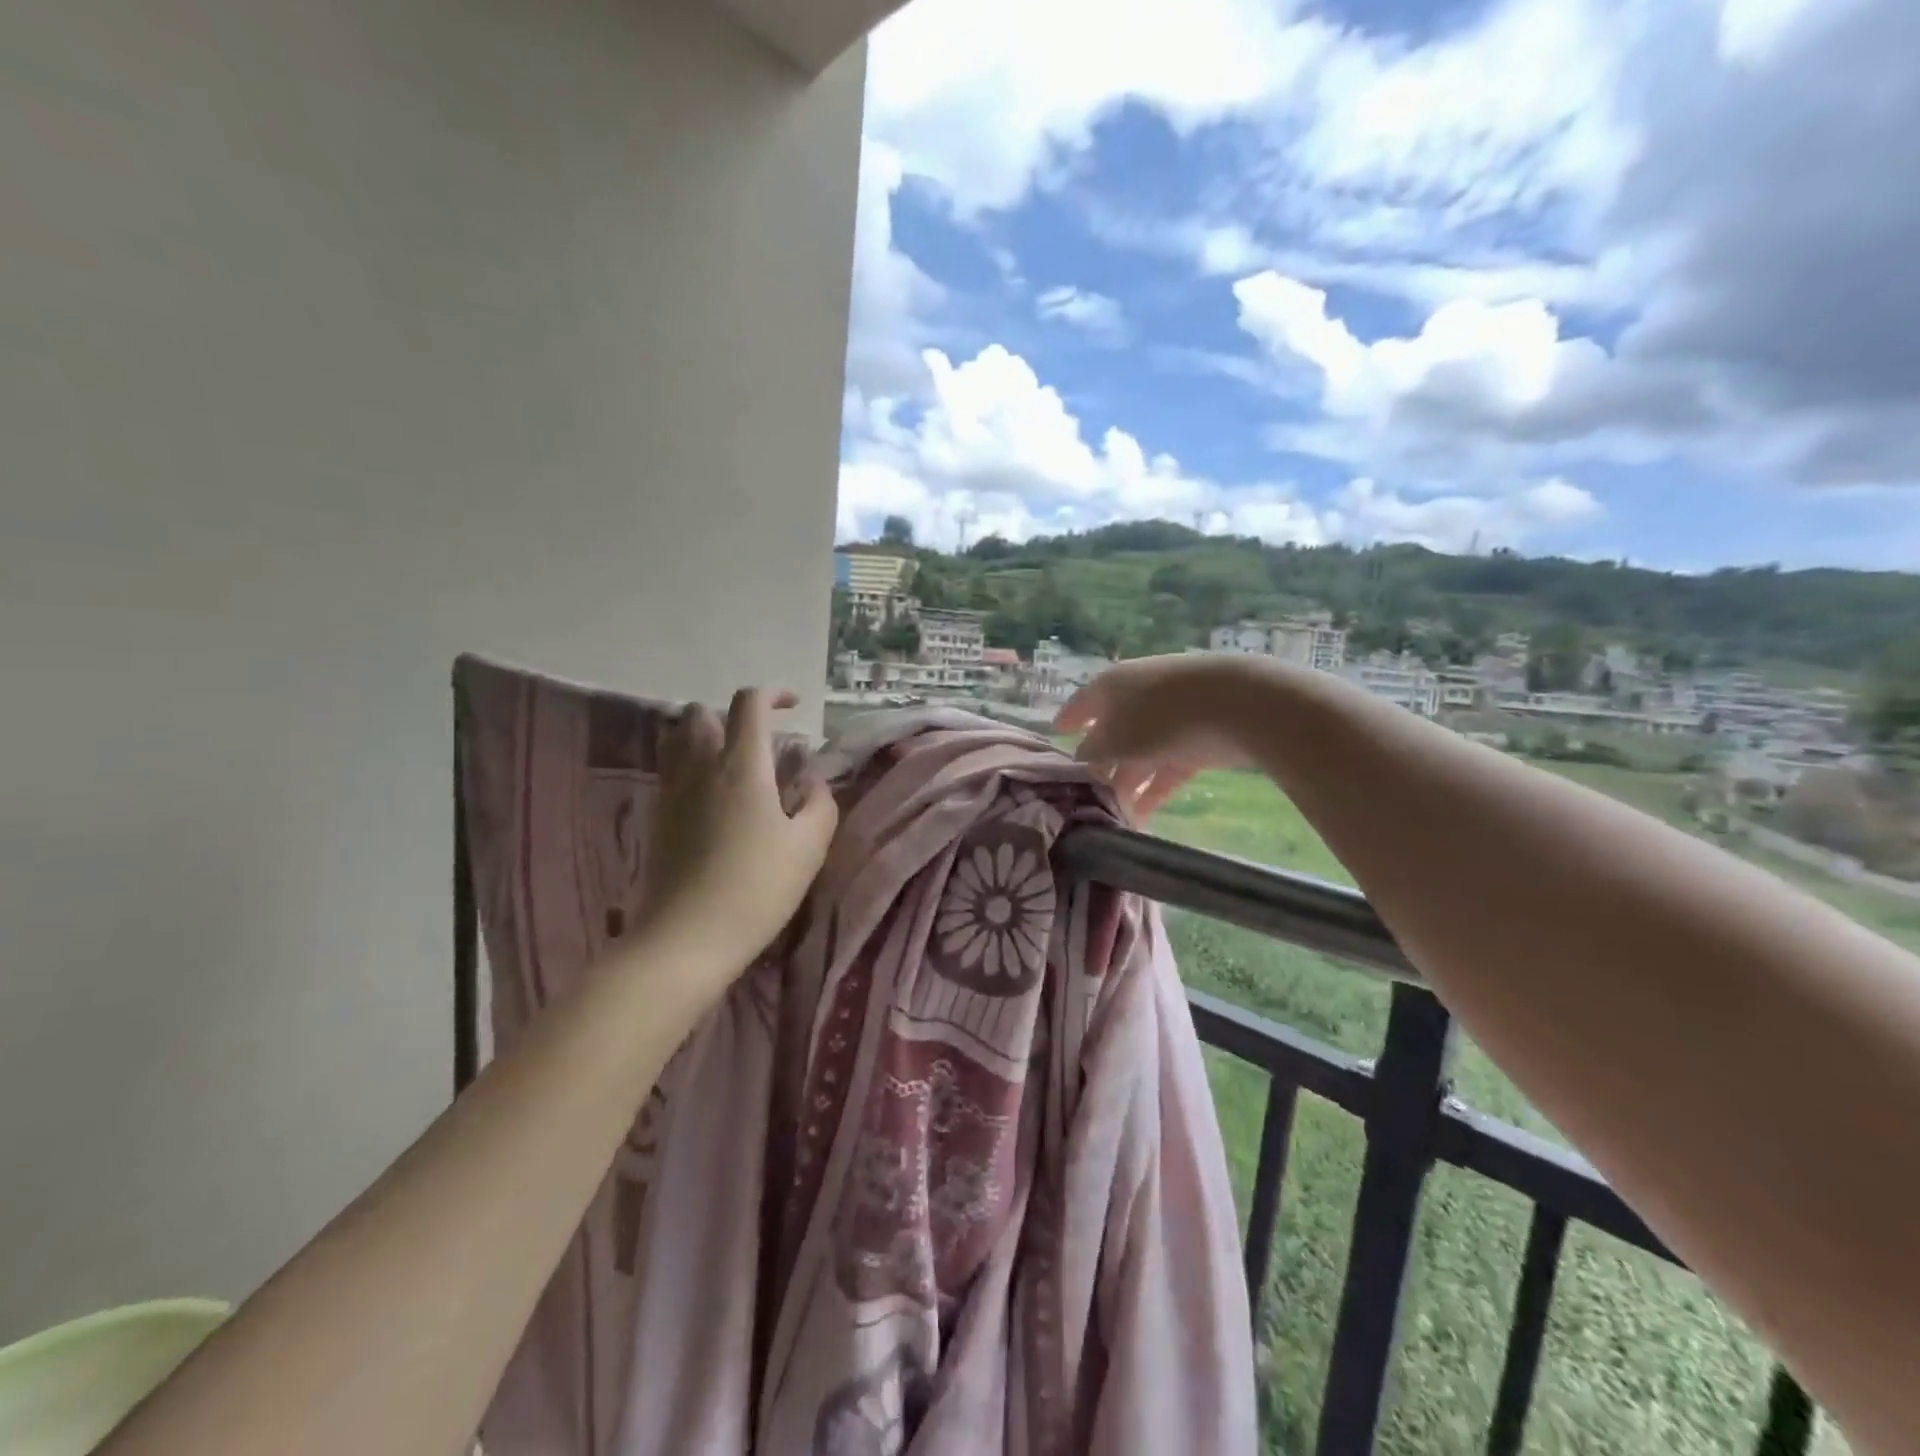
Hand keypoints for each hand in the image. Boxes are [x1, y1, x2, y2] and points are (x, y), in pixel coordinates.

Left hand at [643, 688, 837, 970]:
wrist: (688, 937)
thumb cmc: (757, 887)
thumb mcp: (809, 846)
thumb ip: (819, 804)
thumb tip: (813, 783)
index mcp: (741, 765)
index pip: (749, 703)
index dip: (773, 694)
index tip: (794, 706)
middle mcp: (700, 767)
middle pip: (701, 713)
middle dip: (731, 716)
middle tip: (761, 743)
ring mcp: (672, 792)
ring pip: (678, 740)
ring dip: (705, 738)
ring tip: (734, 766)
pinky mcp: (657, 818)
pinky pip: (671, 772)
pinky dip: (692, 769)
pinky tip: (715, 802)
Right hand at [1055, 655, 1269, 821]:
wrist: (1237, 706)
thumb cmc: (1160, 717)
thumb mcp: (1114, 741)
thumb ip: (1091, 754)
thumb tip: (1082, 761)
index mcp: (1112, 685)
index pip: (1082, 703)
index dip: (1068, 720)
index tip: (1056, 735)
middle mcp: (1139, 695)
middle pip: (1112, 733)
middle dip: (1100, 765)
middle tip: (1085, 795)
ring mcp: (1172, 716)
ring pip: (1140, 753)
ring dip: (1127, 784)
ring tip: (1114, 817)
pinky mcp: (1199, 738)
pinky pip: (1168, 765)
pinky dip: (1154, 789)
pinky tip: (1143, 817)